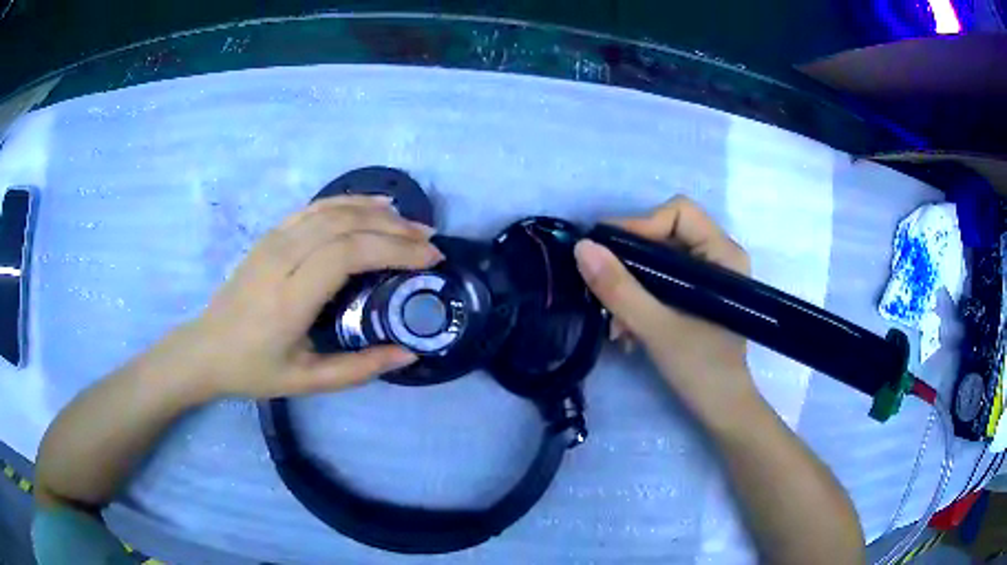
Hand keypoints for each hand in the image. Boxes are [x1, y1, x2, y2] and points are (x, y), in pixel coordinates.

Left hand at [184, 196, 442, 398]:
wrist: (206, 349)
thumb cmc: (254, 369)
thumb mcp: (307, 382)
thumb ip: (359, 369)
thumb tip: (408, 353)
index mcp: (290, 298)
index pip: (348, 254)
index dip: (395, 250)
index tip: (429, 261)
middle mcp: (282, 258)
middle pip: (346, 226)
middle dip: (395, 230)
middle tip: (430, 243)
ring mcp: (273, 240)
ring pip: (333, 210)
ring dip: (378, 213)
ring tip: (412, 224)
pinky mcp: (270, 234)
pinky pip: (315, 208)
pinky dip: (350, 201)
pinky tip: (375, 205)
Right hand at [574, 196, 756, 423]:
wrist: (722, 411)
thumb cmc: (703, 370)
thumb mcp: (658, 329)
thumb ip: (620, 289)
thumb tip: (581, 247)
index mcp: (723, 254)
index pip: (678, 212)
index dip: (640, 225)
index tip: (605, 254)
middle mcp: (717, 257)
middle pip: (663, 235)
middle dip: (629, 265)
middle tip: (602, 291)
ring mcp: (706, 278)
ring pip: (657, 261)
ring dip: (629, 288)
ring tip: (615, 325)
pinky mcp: (695, 297)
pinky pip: (659, 283)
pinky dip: (639, 301)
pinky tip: (626, 331)